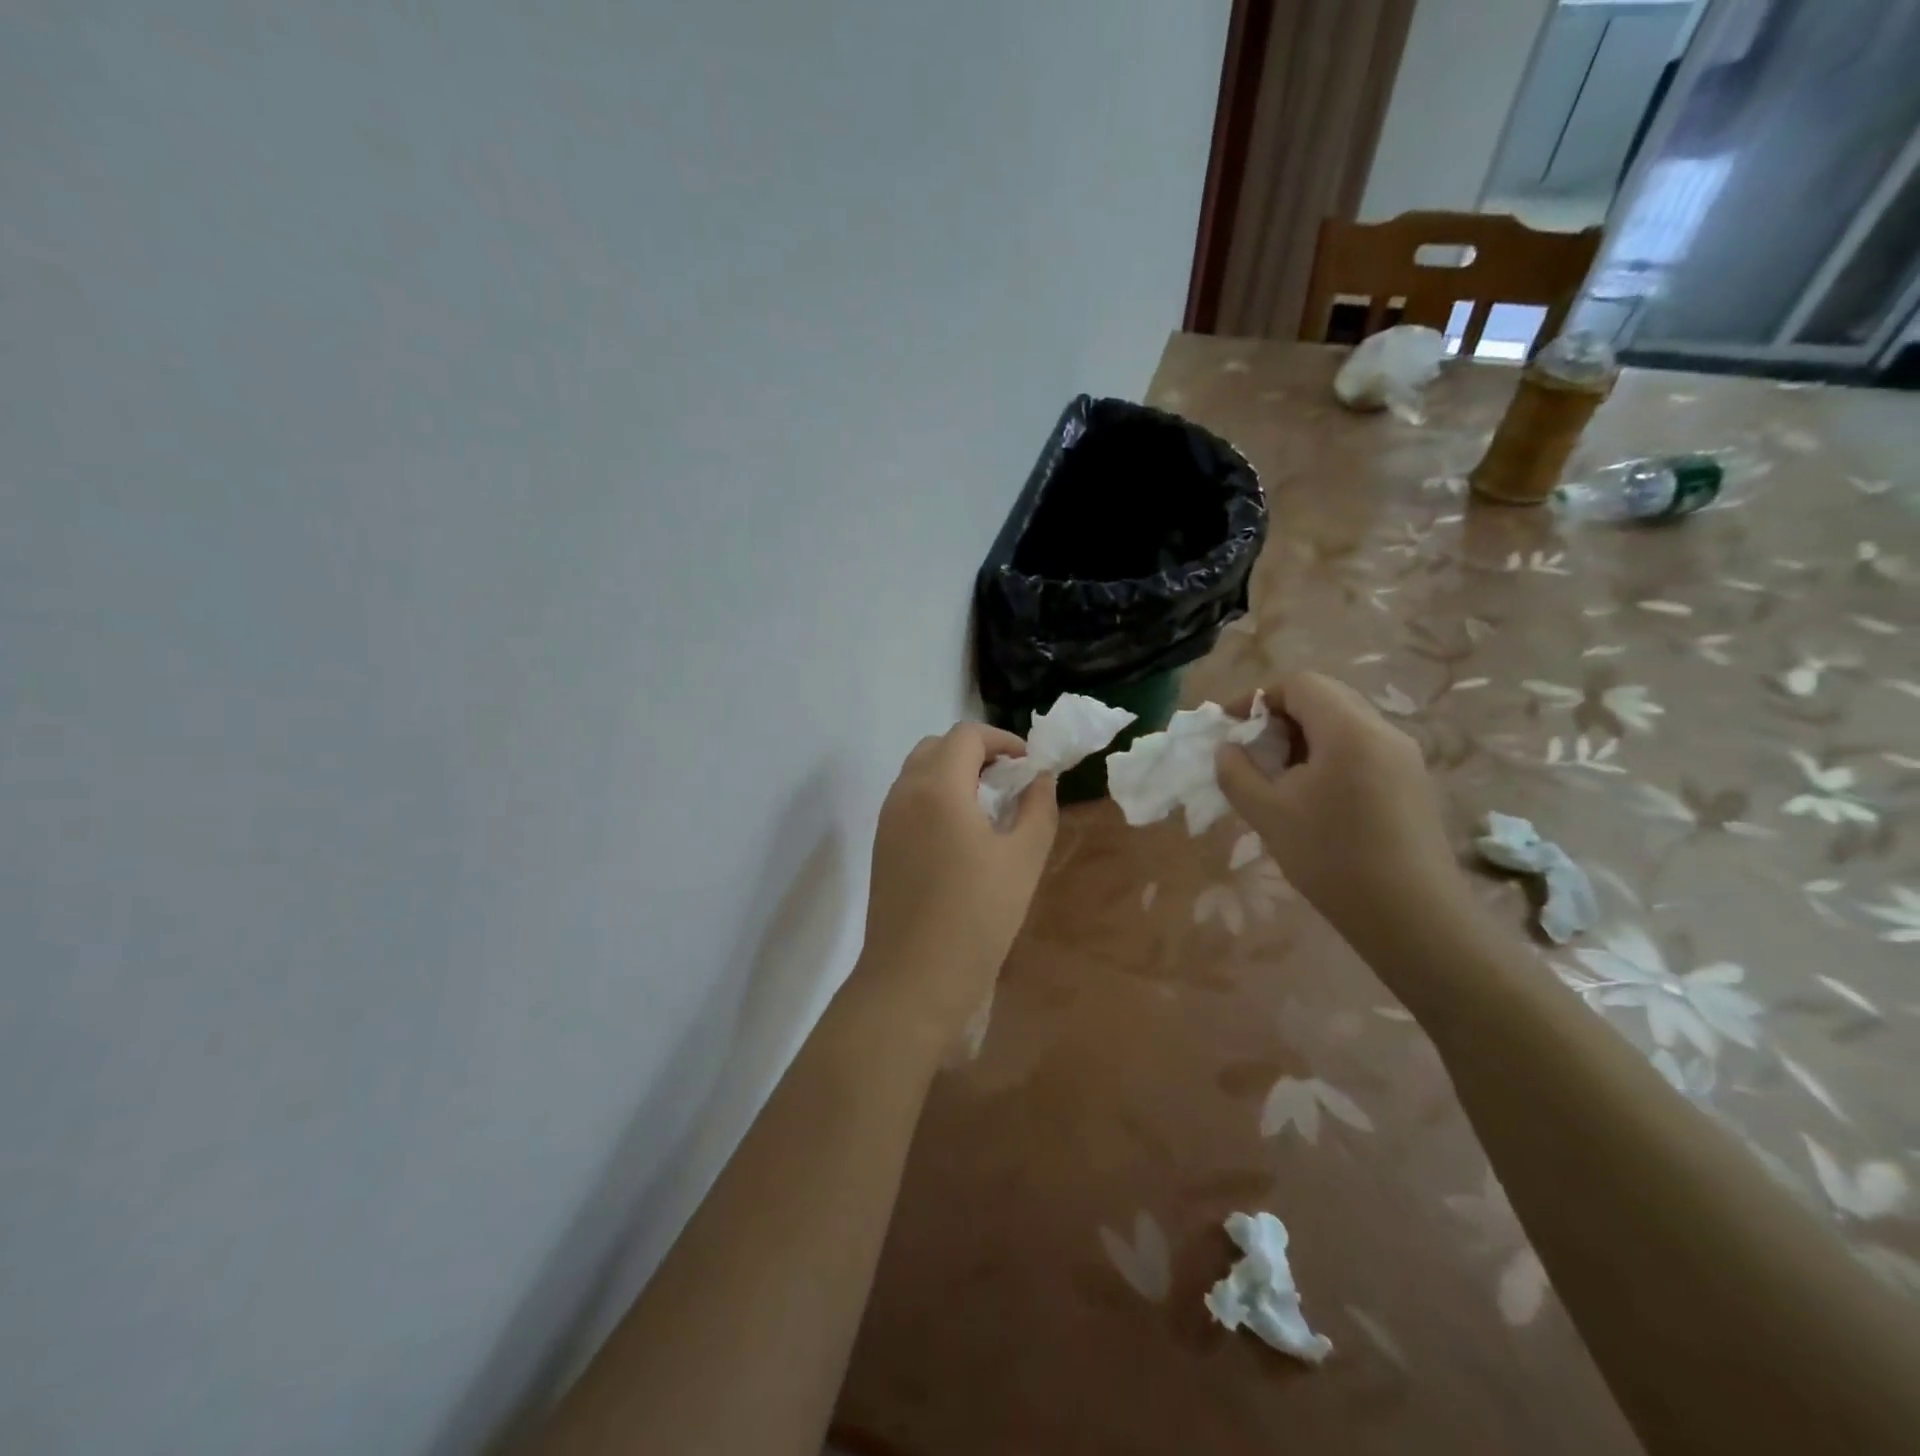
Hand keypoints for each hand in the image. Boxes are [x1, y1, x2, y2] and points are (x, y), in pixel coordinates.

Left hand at [851, 722, 1057, 1052]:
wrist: (915, 977)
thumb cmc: (977, 915)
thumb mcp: (1024, 858)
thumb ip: (1038, 807)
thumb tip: (1040, 779)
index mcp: (938, 786)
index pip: (967, 735)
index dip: (1003, 740)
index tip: (1029, 765)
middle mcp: (904, 793)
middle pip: (937, 747)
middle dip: (976, 752)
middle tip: (1008, 781)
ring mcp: (887, 820)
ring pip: (919, 773)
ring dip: (953, 774)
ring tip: (988, 807)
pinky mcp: (881, 846)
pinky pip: (908, 801)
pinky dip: (936, 797)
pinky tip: (961, 835)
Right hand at [1215, 673, 1462, 940]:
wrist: (1411, 917)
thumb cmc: (1332, 858)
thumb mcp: (1268, 814)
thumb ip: (1237, 773)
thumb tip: (1227, 749)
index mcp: (1349, 730)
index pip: (1300, 684)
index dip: (1258, 697)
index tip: (1231, 727)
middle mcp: (1383, 731)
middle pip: (1325, 698)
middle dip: (1280, 716)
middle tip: (1252, 752)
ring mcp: (1404, 757)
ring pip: (1344, 723)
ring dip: (1304, 737)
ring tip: (1278, 777)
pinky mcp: (1411, 782)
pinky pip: (1362, 748)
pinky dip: (1328, 755)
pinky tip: (1313, 797)